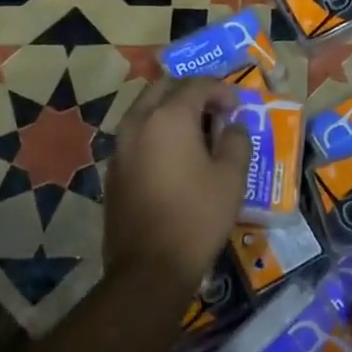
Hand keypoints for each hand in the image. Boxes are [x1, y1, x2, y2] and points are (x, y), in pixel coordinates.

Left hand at [104, 76, 250, 289]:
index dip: (222, 89)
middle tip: (214, 109)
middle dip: (191, 92)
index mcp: (169, 117)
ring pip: (145, 110)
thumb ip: (236, 141)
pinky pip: (136, 135)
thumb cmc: (197, 216)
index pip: (197, 84)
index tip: (238, 106)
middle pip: (164, 88)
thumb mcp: (231, 177)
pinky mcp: (114, 170)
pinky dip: (156, 132)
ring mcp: (120, 146)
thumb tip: (232, 126)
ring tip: (196, 131)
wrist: (149, 267)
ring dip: (170, 110)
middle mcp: (139, 122)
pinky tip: (174, 156)